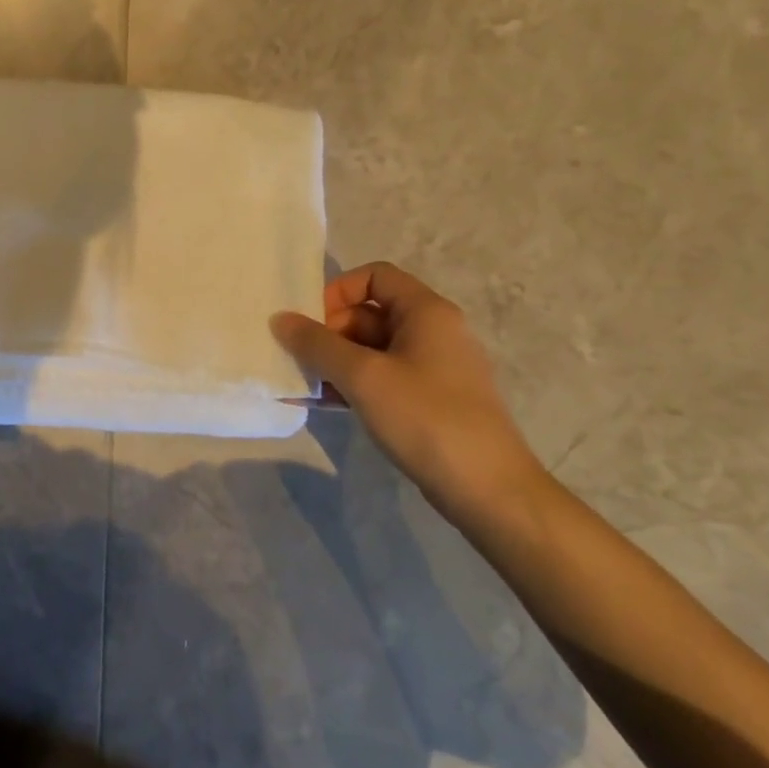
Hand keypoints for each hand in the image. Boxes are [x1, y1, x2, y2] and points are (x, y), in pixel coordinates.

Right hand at [271, 261, 549, 519]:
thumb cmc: (426, 418)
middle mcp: (434, 332)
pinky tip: (323, 404)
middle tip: (302, 360)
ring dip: (335, 362)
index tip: (310, 322)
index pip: (375, 276)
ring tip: (304, 384)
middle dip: (329, 332)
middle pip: (369, 313)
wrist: (489, 491)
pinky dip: (352, 384)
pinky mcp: (430, 401)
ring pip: (372, 349)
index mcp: (427, 312)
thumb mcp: (362, 376)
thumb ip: (316, 344)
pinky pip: (382, 378)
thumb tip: (280, 319)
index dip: (337, 291)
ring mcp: (433, 368)